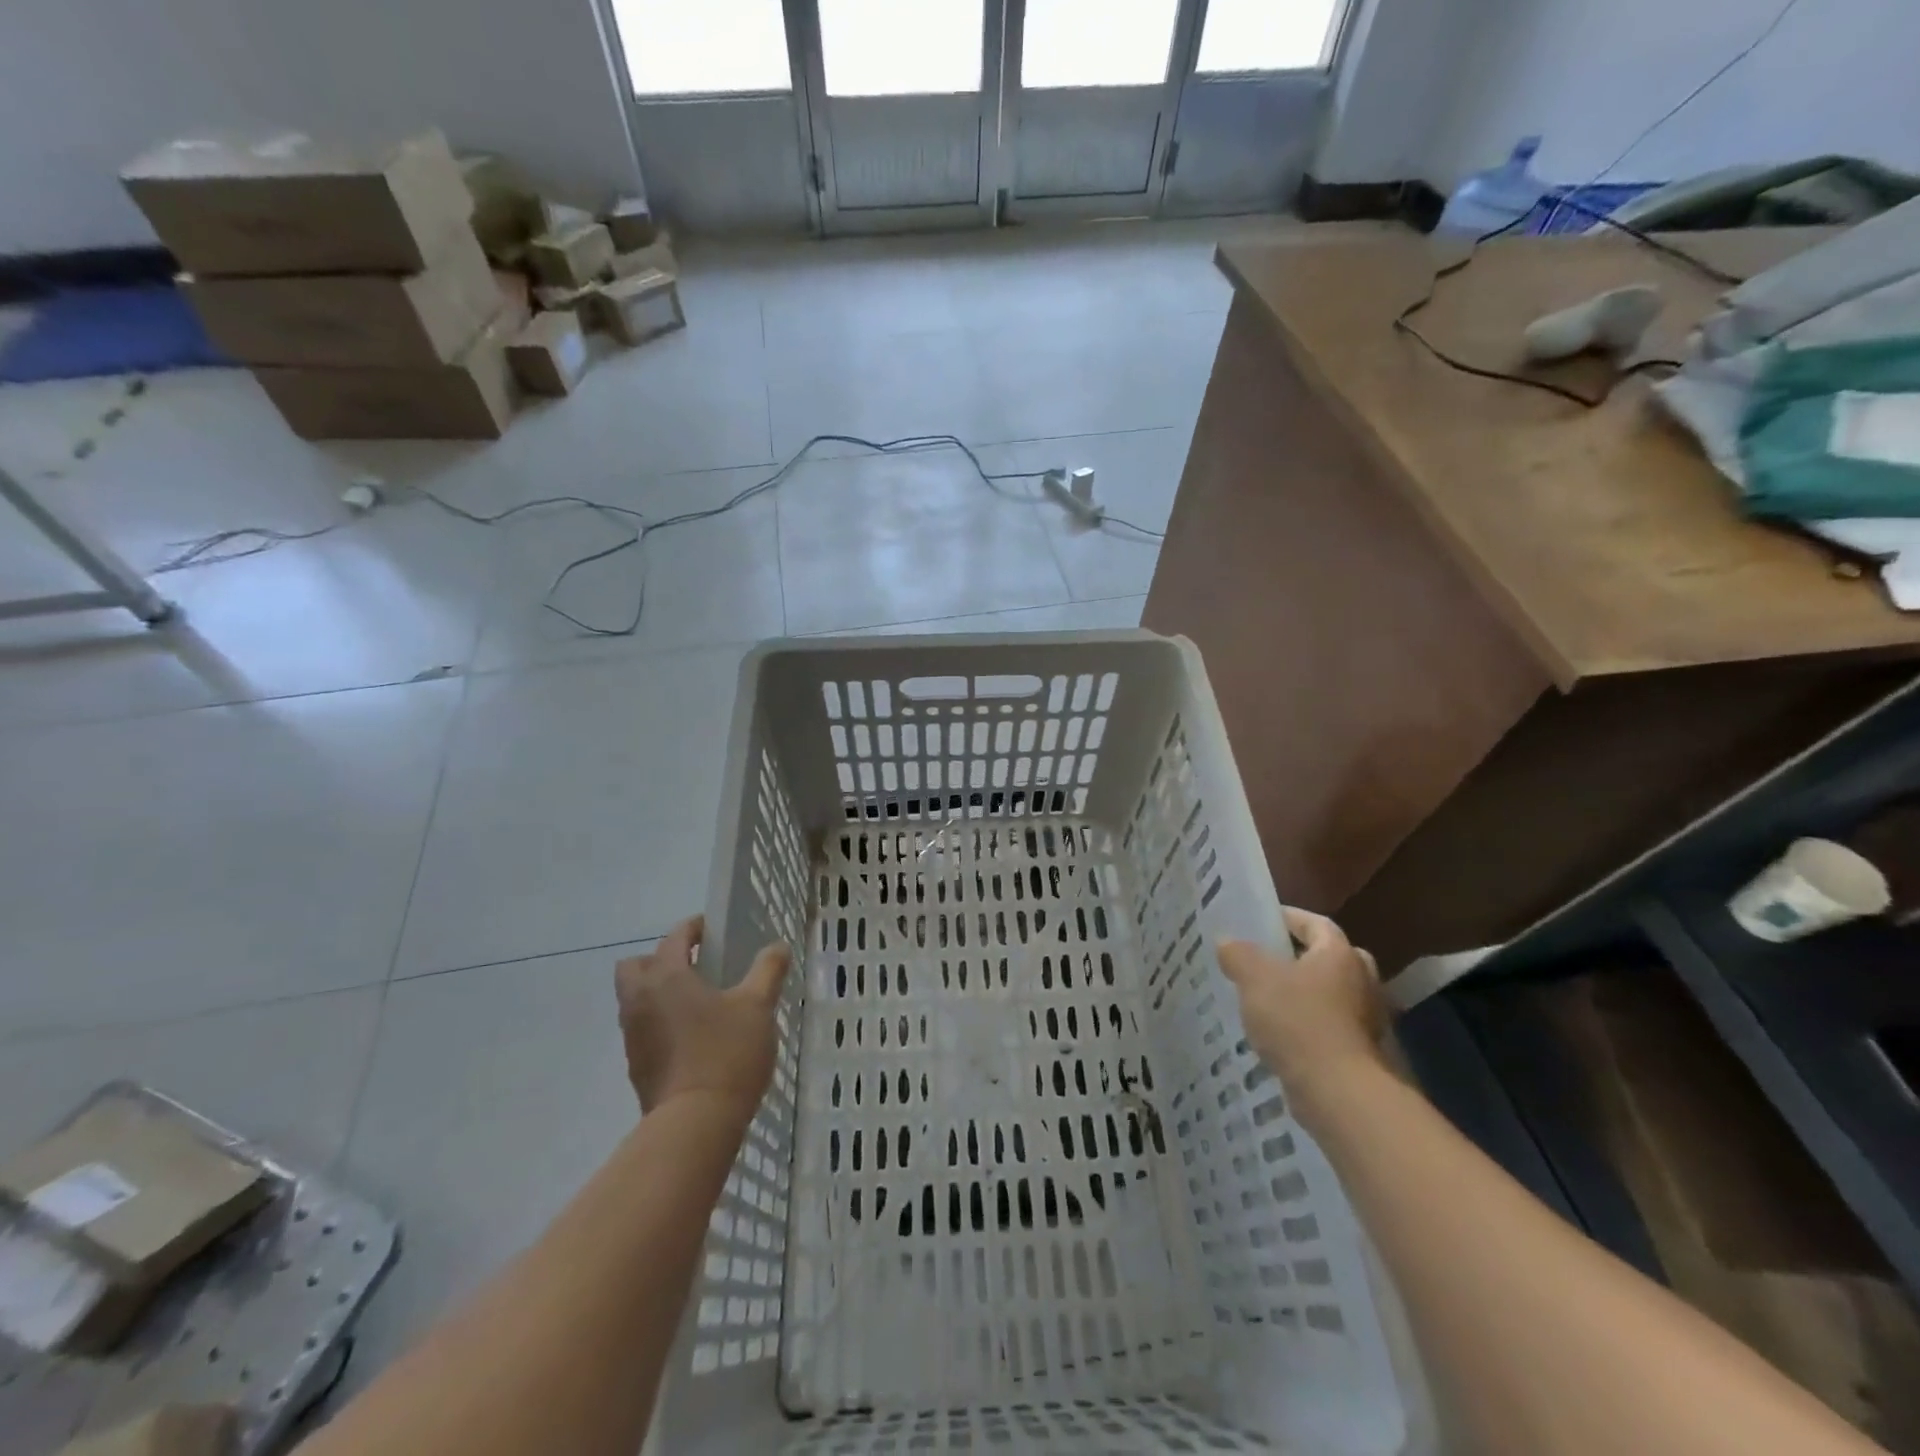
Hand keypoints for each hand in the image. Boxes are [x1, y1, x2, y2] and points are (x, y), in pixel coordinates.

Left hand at [615, 916, 791, 1120]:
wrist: (695, 1124)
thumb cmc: (727, 1052)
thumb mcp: (758, 1005)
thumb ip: (768, 970)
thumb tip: (778, 947)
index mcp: (667, 977)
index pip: (674, 937)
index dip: (694, 928)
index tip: (714, 929)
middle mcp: (640, 1000)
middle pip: (636, 965)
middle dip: (661, 959)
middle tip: (697, 967)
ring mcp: (633, 1035)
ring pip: (635, 999)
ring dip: (659, 992)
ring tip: (699, 1003)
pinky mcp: (636, 1066)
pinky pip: (643, 1029)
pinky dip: (660, 1022)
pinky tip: (693, 1037)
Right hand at [1219, 908, 1387, 1121]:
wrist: (1338, 1091)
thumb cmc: (1298, 1020)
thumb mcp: (1254, 978)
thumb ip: (1238, 954)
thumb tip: (1227, 942)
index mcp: (1340, 954)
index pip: (1316, 923)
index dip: (1288, 918)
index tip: (1262, 921)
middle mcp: (1362, 980)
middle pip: (1330, 958)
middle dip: (1301, 958)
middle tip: (1269, 961)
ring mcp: (1368, 1019)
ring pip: (1332, 994)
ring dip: (1305, 994)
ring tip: (1268, 1000)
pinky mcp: (1363, 1052)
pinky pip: (1331, 1026)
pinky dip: (1310, 1025)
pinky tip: (1282, 1035)